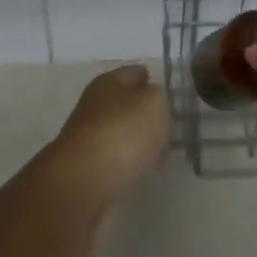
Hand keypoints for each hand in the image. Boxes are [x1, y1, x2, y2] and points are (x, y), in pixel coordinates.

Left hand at [44, 65, 169, 237]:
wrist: (83, 183)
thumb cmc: (123, 133)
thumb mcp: (154, 104)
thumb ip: (159, 97)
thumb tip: (153, 100)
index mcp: (110, 81)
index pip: (137, 73)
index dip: (155, 82)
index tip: (172, 98)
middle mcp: (95, 103)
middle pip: (126, 103)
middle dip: (145, 113)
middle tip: (169, 127)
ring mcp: (87, 136)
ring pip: (119, 132)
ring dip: (135, 140)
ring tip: (158, 151)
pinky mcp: (85, 167)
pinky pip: (113, 159)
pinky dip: (126, 163)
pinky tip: (140, 171)